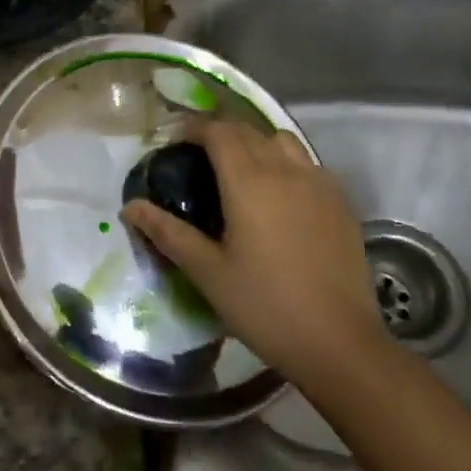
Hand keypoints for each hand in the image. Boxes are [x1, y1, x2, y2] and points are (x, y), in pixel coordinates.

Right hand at [123, 120, 380, 385]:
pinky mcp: (340, 201)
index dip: (193, 128)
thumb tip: (129, 206)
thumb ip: (168, 232)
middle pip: (248, 130)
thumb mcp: (207, 272)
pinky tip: (280, 194)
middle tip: (198, 156)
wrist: (338, 342)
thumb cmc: (264, 306)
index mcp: (249, 181)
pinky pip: (308, 163)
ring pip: (282, 140)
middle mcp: (285, 169)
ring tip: (240, 169)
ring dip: (256, 142)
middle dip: (220, 133)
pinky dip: (286, 162)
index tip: (174, 142)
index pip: (218, 131)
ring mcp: (319, 182)